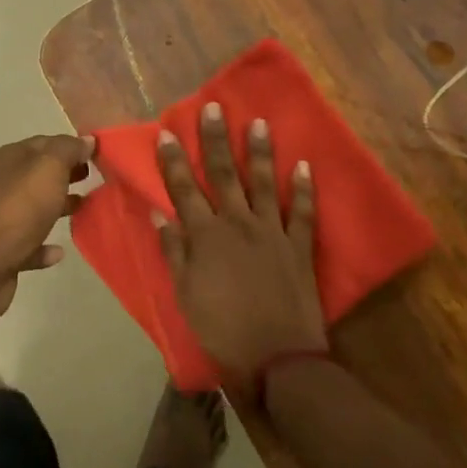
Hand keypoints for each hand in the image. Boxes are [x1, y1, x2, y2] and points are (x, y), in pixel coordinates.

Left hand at [0, 133, 94, 324]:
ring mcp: (0, 218)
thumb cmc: (20, 207)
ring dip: (59, 207)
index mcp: (8, 159)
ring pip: (35, 207)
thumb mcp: (50, 167)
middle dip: (67, 174)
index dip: (71, 146)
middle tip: (94, 179)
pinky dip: (44, 245)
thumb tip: (86, 140)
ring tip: (85, 209)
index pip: (44, 143)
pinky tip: (59, 251)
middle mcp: (1, 184)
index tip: (97, 155)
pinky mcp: (2, 251)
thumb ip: (69, 150)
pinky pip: (29, 243)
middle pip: (39, 174)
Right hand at [156, 102, 325, 380]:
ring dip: (260, 152)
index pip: (185, 190)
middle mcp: (238, 224)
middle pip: (224, 175)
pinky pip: (304, 212)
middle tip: (214, 108)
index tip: (168, 132)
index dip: (174, 161)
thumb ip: (174, 253)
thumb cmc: (222, 330)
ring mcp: (272, 232)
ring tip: (259, 122)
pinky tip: (305, 164)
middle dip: (216, 140)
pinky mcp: (299, 247)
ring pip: (264, 183)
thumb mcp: (185, 295)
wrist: (276, 359)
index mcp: (206, 237)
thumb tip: (160, 215)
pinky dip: (305, 188)